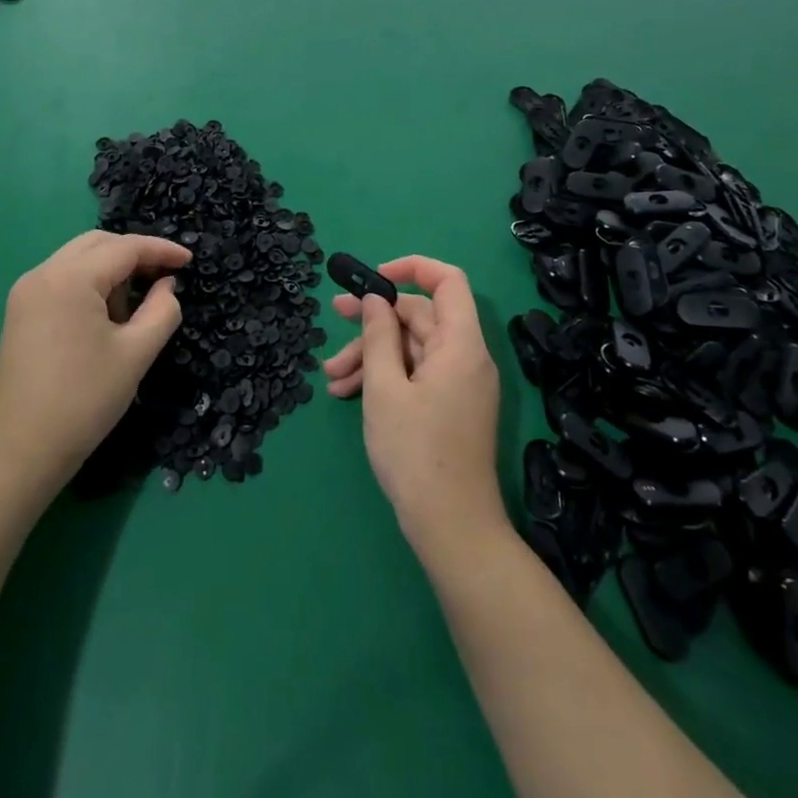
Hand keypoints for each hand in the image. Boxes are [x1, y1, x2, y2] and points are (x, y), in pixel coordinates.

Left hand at [0, 230, 191, 497]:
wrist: (20, 453)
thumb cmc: (84, 401)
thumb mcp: (136, 354)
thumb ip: (162, 310)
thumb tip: (166, 286)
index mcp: (70, 278)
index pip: (125, 248)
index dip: (161, 250)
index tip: (189, 260)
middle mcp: (42, 274)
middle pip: (98, 244)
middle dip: (135, 254)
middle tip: (166, 277)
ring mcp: (26, 292)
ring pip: (79, 259)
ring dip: (112, 270)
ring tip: (135, 306)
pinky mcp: (20, 312)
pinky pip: (63, 279)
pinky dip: (90, 284)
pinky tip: (106, 315)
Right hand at [322, 256, 505, 558]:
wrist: (452, 529)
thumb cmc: (416, 453)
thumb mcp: (385, 389)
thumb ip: (378, 336)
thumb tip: (375, 299)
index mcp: (460, 344)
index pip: (447, 281)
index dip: (411, 268)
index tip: (373, 278)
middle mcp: (466, 356)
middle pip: (420, 317)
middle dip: (375, 320)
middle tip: (335, 317)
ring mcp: (459, 384)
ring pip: (412, 348)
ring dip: (372, 354)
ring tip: (331, 376)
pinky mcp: (450, 407)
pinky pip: (417, 374)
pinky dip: (386, 377)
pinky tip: (348, 393)